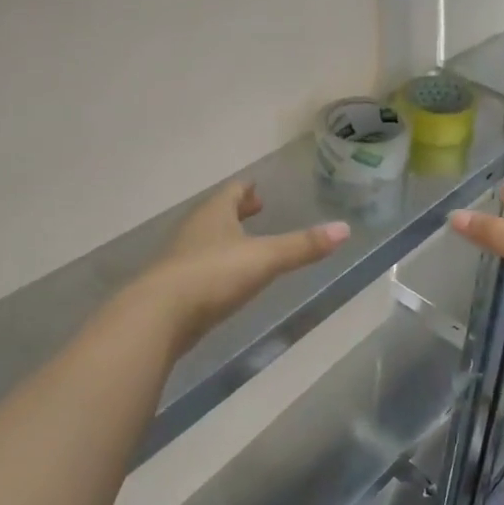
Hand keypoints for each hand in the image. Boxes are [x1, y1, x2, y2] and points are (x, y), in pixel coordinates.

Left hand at [141, 182, 348, 353]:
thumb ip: (303, 246)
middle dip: (236, 211)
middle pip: (217, 213)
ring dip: (224, 236)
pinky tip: (224, 279)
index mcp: (215, 213)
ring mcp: (180, 258)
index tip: (257, 188)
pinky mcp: (173, 286)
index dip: (247, 189)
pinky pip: (198, 266)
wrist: (158, 316)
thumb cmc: (213, 275)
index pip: (232, 192)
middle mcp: (195, 229)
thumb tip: (345, 229)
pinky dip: (214, 264)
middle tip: (255, 209)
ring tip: (243, 242)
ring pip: (206, 238)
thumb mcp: (265, 259)